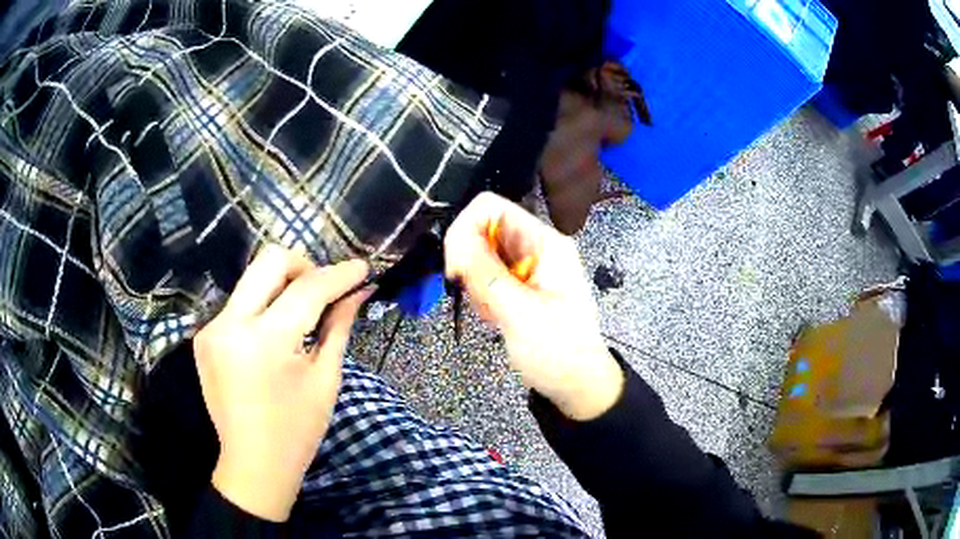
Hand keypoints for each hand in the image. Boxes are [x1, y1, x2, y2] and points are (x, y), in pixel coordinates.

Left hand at [193, 246, 371, 521]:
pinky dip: (263, 307)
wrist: (253, 464)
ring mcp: (212, 329)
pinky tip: (274, 336)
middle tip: (323, 290)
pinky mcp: (204, 337)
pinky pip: (239, 304)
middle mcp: (230, 324)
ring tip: (301, 315)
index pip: (306, 289)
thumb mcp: (325, 379)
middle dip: (303, 266)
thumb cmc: (296, 431)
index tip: (362, 267)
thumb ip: (338, 327)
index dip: (338, 274)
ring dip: (282, 286)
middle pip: (269, 261)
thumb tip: (357, 293)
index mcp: (264, 342)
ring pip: (252, 279)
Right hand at [445, 192, 623, 420]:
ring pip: (479, 254)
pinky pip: (485, 276)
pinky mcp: (518, 284)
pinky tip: (496, 318)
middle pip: (482, 229)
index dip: (465, 230)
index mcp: (545, 243)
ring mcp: (526, 266)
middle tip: (481, 301)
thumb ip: (486, 274)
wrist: (576, 384)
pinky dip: (482, 296)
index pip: (491, 208)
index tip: (456, 270)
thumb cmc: (558, 352)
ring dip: (476, 284)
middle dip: (470, 263)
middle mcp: (534, 246)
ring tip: (494, 315)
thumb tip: (455, 236)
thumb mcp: (521, 314)